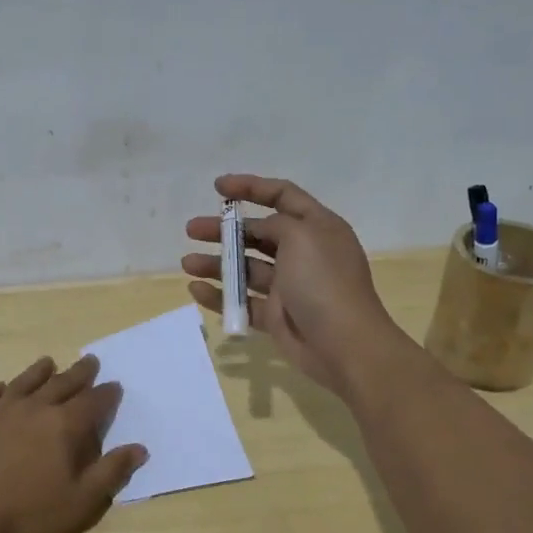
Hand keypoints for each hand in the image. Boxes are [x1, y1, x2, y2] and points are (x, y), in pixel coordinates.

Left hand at [0, 355, 146, 532]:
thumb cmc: (29, 514)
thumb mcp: (81, 501)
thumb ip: (111, 472)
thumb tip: (139, 448)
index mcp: (64, 425)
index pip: (93, 402)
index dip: (107, 394)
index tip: (115, 386)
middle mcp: (34, 408)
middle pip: (61, 384)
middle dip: (79, 373)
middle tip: (90, 361)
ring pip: (24, 382)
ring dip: (39, 371)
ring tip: (48, 363)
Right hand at [184, 174, 410, 394]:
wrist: (344, 344)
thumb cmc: (323, 282)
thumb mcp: (302, 236)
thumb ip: (275, 224)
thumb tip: (259, 231)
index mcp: (317, 227)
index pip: (283, 195)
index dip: (251, 187)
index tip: (218, 188)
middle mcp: (303, 253)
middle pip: (257, 233)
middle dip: (224, 230)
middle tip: (192, 229)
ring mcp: (290, 286)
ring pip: (246, 268)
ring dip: (216, 263)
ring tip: (188, 263)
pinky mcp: (277, 316)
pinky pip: (243, 301)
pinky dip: (220, 296)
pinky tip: (196, 289)